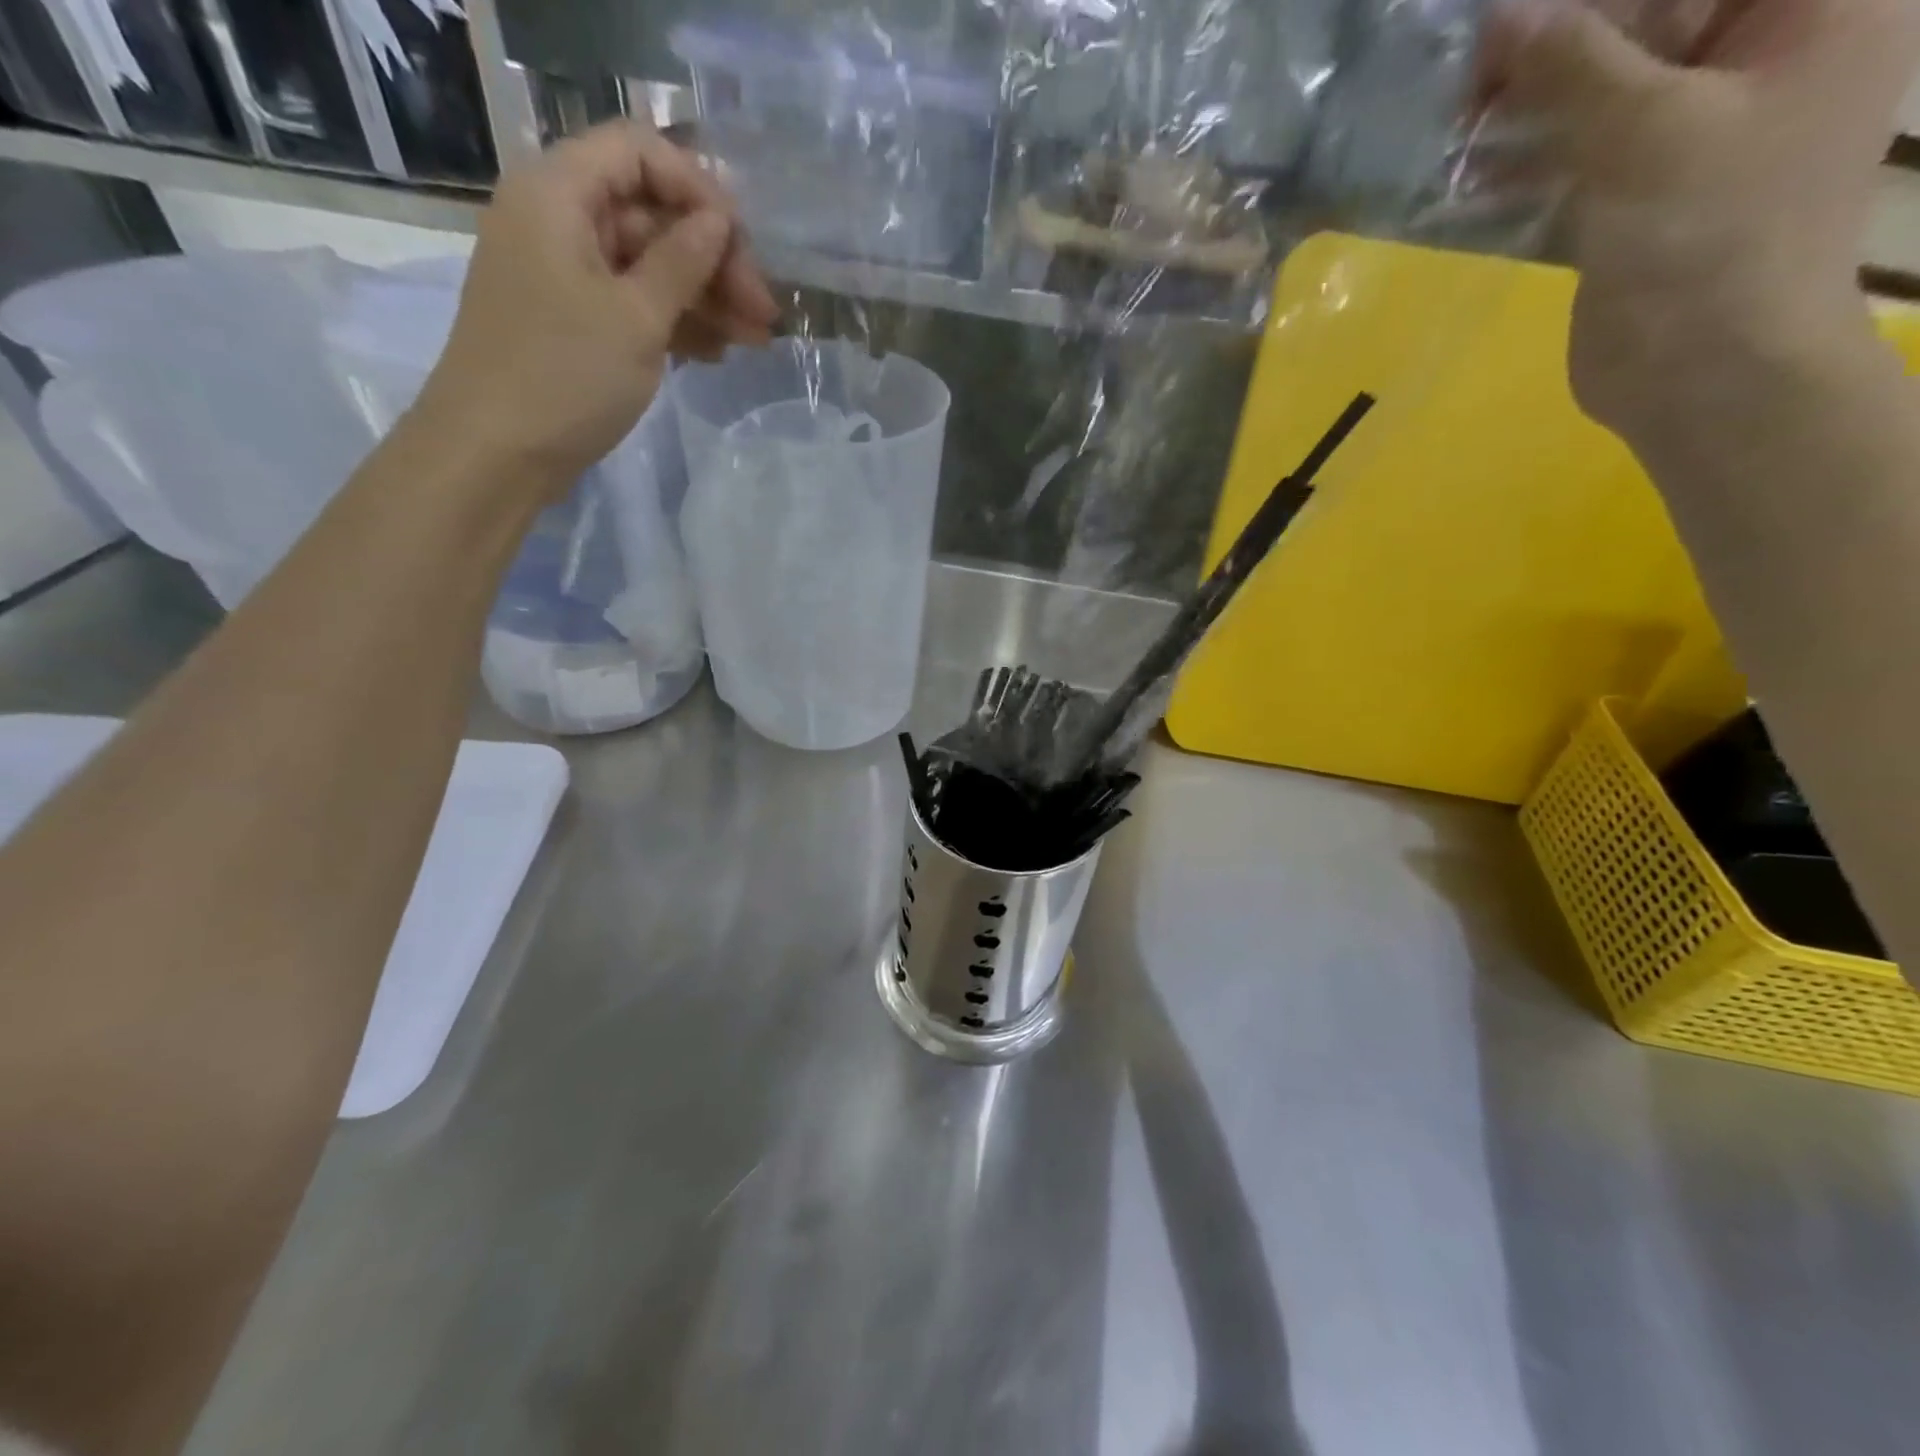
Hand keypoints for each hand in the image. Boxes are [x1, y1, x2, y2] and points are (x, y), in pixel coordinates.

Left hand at [413, 122, 779, 493]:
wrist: (496, 453)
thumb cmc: (565, 376)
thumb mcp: (636, 317)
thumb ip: (682, 262)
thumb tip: (719, 221)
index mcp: (558, 194)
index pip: (637, 152)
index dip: (697, 189)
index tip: (743, 244)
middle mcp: (557, 221)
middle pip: (649, 216)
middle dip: (712, 260)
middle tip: (764, 313)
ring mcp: (564, 275)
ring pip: (647, 267)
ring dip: (704, 299)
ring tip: (754, 341)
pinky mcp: (572, 322)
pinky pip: (632, 305)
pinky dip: (675, 324)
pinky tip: (715, 354)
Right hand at [1480, 0, 1918, 449]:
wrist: (1704, 373)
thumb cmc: (1706, 237)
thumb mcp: (1644, 131)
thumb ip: (1575, 65)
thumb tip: (1504, 16)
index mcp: (1812, 7)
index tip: (1513, 16)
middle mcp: (1761, 56)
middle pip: (1652, 19)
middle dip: (1558, 42)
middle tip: (1472, 71)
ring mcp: (1697, 134)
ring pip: (1605, 92)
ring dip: (1531, 107)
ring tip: (1458, 125)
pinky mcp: (1641, 200)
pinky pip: (1582, 158)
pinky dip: (1529, 165)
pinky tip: (1471, 179)